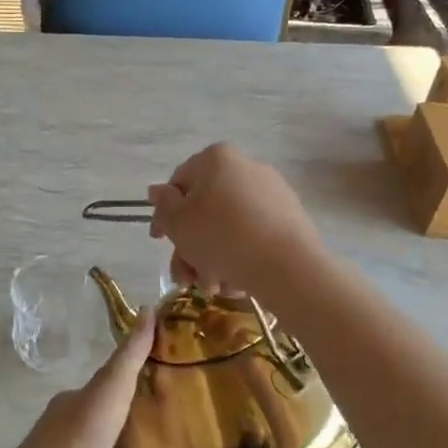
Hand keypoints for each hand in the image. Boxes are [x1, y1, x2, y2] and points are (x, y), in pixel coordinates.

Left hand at [17, 310, 163, 447]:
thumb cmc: (80, 434)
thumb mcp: (110, 386)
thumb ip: (131, 354)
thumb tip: (149, 309)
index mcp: (74, 405)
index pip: (104, 389)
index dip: (130, 385)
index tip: (164, 384)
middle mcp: (73, 436)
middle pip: (111, 429)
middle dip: (139, 429)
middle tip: (179, 429)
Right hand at [146, 143, 324, 301]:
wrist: (286, 265)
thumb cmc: (220, 236)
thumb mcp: (178, 222)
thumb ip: (163, 205)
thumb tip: (158, 190)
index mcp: (216, 159)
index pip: (179, 183)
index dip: (164, 215)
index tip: (159, 242)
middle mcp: (245, 167)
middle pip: (205, 210)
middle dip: (190, 248)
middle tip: (185, 278)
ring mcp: (271, 193)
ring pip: (228, 228)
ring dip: (212, 260)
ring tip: (212, 288)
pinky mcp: (290, 218)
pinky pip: (253, 236)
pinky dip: (238, 258)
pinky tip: (235, 283)